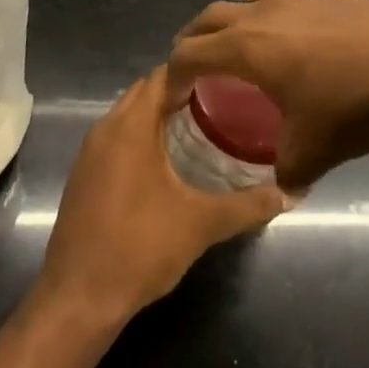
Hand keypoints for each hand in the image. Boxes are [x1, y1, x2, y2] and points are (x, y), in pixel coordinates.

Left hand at [35, 67, 285, 324]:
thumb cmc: (139, 248)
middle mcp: (104, 129)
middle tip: (221, 98)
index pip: (161, 76)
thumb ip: (247, 206)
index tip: (227, 75)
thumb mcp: (201, 224)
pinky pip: (116, 138)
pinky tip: (168, 159)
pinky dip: (141, 135)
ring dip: (158, 113)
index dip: (193, 69)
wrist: (78, 297)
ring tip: (201, 124)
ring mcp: (89, 153)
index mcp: (129, 127)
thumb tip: (290, 193)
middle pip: (143, 92)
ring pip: (127, 115)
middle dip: (179, 89)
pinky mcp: (83, 176)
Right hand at [169, 0, 368, 191]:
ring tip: (246, 40)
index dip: (173, 74)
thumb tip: (283, 192)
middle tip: (195, 62)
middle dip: (195, 38)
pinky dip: (287, 16)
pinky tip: (307, 39)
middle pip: (211, 15)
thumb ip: (286, 173)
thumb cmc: (352, 105)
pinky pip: (295, 1)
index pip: (189, 52)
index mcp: (245, 47)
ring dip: (238, 16)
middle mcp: (263, 13)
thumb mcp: (312, 152)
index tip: (172, 95)